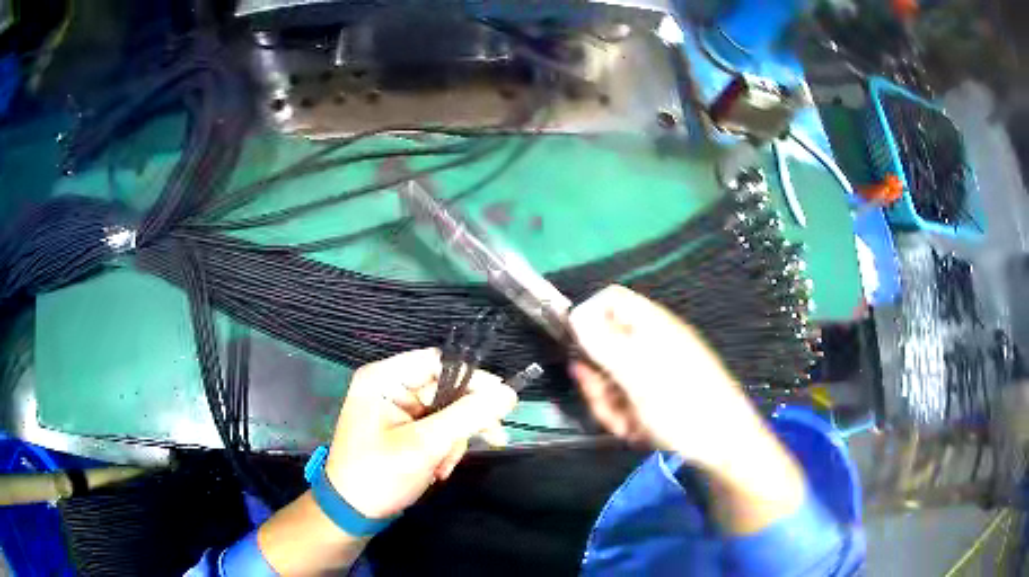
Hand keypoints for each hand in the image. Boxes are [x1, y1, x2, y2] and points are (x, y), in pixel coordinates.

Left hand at [325, 348, 517, 519]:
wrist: (353, 512)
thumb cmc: (380, 474)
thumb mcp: (425, 445)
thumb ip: (468, 416)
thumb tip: (509, 393)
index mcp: (383, 379)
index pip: (437, 362)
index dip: (473, 379)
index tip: (503, 402)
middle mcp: (389, 387)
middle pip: (445, 389)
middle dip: (463, 422)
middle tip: (493, 439)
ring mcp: (396, 409)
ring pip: (446, 412)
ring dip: (454, 441)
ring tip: (444, 468)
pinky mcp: (403, 429)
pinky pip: (437, 428)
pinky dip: (444, 448)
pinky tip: (440, 469)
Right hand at [568, 286, 805, 533]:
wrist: (724, 445)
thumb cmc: (684, 405)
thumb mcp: (638, 374)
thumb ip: (603, 343)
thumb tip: (575, 314)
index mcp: (651, 325)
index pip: (609, 300)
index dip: (587, 317)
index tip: (576, 349)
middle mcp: (651, 343)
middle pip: (603, 347)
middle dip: (598, 381)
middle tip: (608, 403)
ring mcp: (655, 372)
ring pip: (611, 380)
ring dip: (611, 406)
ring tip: (629, 425)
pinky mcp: (657, 396)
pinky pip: (627, 400)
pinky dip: (627, 418)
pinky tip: (640, 432)